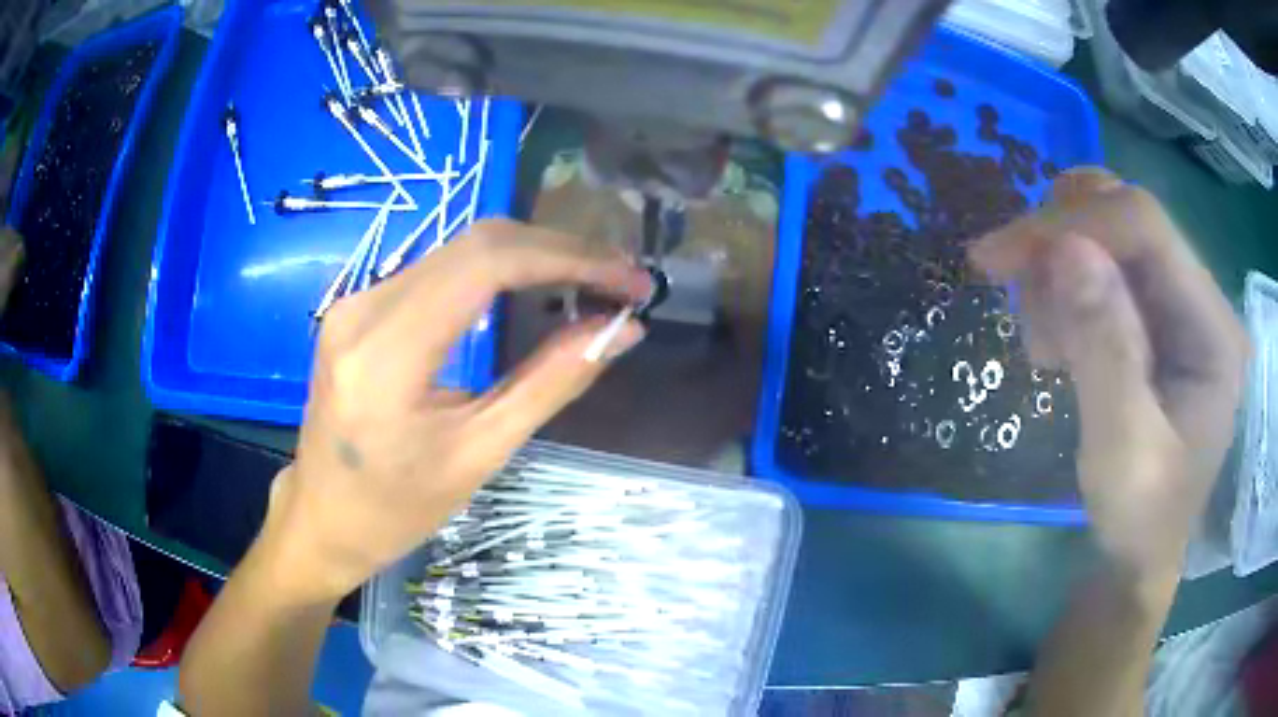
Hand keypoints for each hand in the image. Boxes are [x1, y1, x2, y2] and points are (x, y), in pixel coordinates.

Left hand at [265, 219, 651, 602]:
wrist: (322, 517)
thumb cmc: (397, 508)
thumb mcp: (480, 454)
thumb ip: (550, 383)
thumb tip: (621, 331)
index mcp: (386, 354)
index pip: (487, 265)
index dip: (569, 260)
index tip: (629, 280)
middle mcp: (364, 307)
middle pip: (477, 243)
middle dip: (559, 250)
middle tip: (620, 278)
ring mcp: (356, 300)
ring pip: (460, 249)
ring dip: (532, 255)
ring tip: (590, 282)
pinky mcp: (360, 306)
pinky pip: (439, 269)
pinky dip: (497, 270)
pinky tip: (533, 288)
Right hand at [970, 168, 1246, 576]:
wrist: (1138, 555)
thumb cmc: (1138, 520)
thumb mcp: (1120, 452)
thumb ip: (1105, 352)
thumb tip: (1068, 247)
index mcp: (1213, 329)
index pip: (1146, 226)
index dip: (1073, 223)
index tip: (998, 255)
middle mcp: (1201, 298)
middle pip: (1124, 216)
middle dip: (1060, 239)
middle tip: (1012, 286)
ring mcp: (1179, 303)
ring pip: (1106, 233)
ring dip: (1058, 271)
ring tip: (1042, 343)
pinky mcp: (1156, 314)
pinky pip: (1101, 267)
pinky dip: (1063, 290)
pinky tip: (1056, 342)